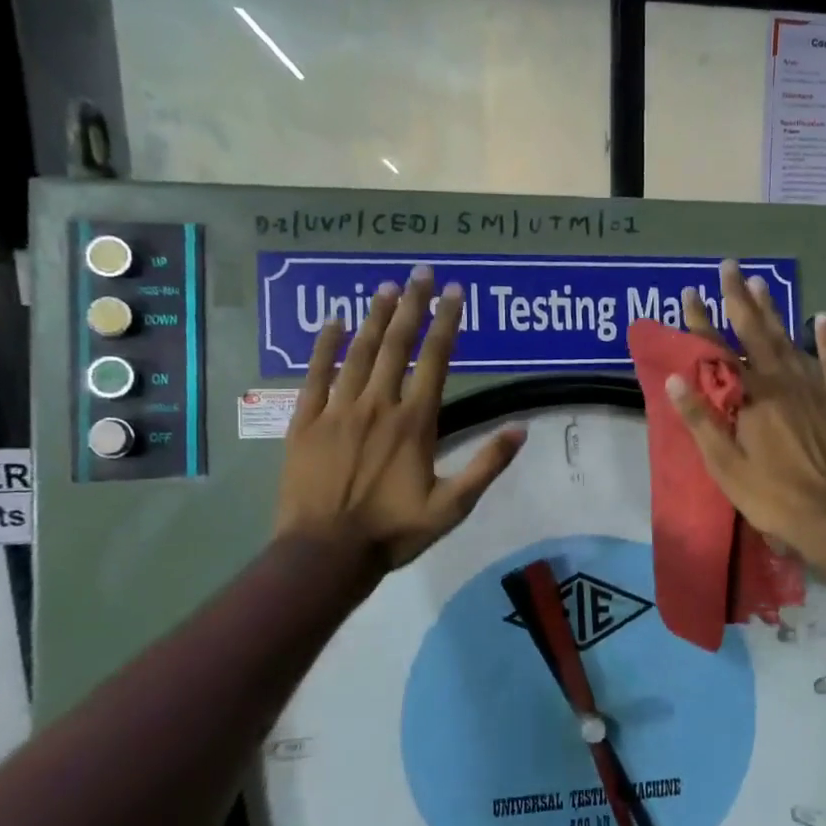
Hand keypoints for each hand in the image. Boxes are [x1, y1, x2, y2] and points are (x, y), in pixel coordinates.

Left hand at [275, 266, 524, 570]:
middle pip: (397, 345)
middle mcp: (377, 405)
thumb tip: (520, 429)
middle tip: (420, 272)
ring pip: (359, 353)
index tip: (455, 292)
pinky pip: (315, 375)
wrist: (325, 553)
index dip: (446, 322)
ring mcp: (338, 410)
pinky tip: (334, 322)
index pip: (435, 360)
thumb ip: (487, 466)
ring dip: (375, 318)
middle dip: (411, 305)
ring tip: (385, 287)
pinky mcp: (305, 422)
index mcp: (414, 422)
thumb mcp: (452, 507)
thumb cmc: (393, 531)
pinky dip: (325, 346)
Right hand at [666, 261, 825, 566]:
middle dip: (739, 299)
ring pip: (789, 341)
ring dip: (774, 311)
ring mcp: (814, 389)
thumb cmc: (770, 495)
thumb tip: (676, 377)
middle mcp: (781, 382)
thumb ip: (701, 419)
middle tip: (730, 266)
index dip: (701, 323)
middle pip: (756, 333)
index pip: (718, 352)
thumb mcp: (724, 464)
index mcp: (750, 397)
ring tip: (761, 282)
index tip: (689, 293)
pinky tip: (823, 319)